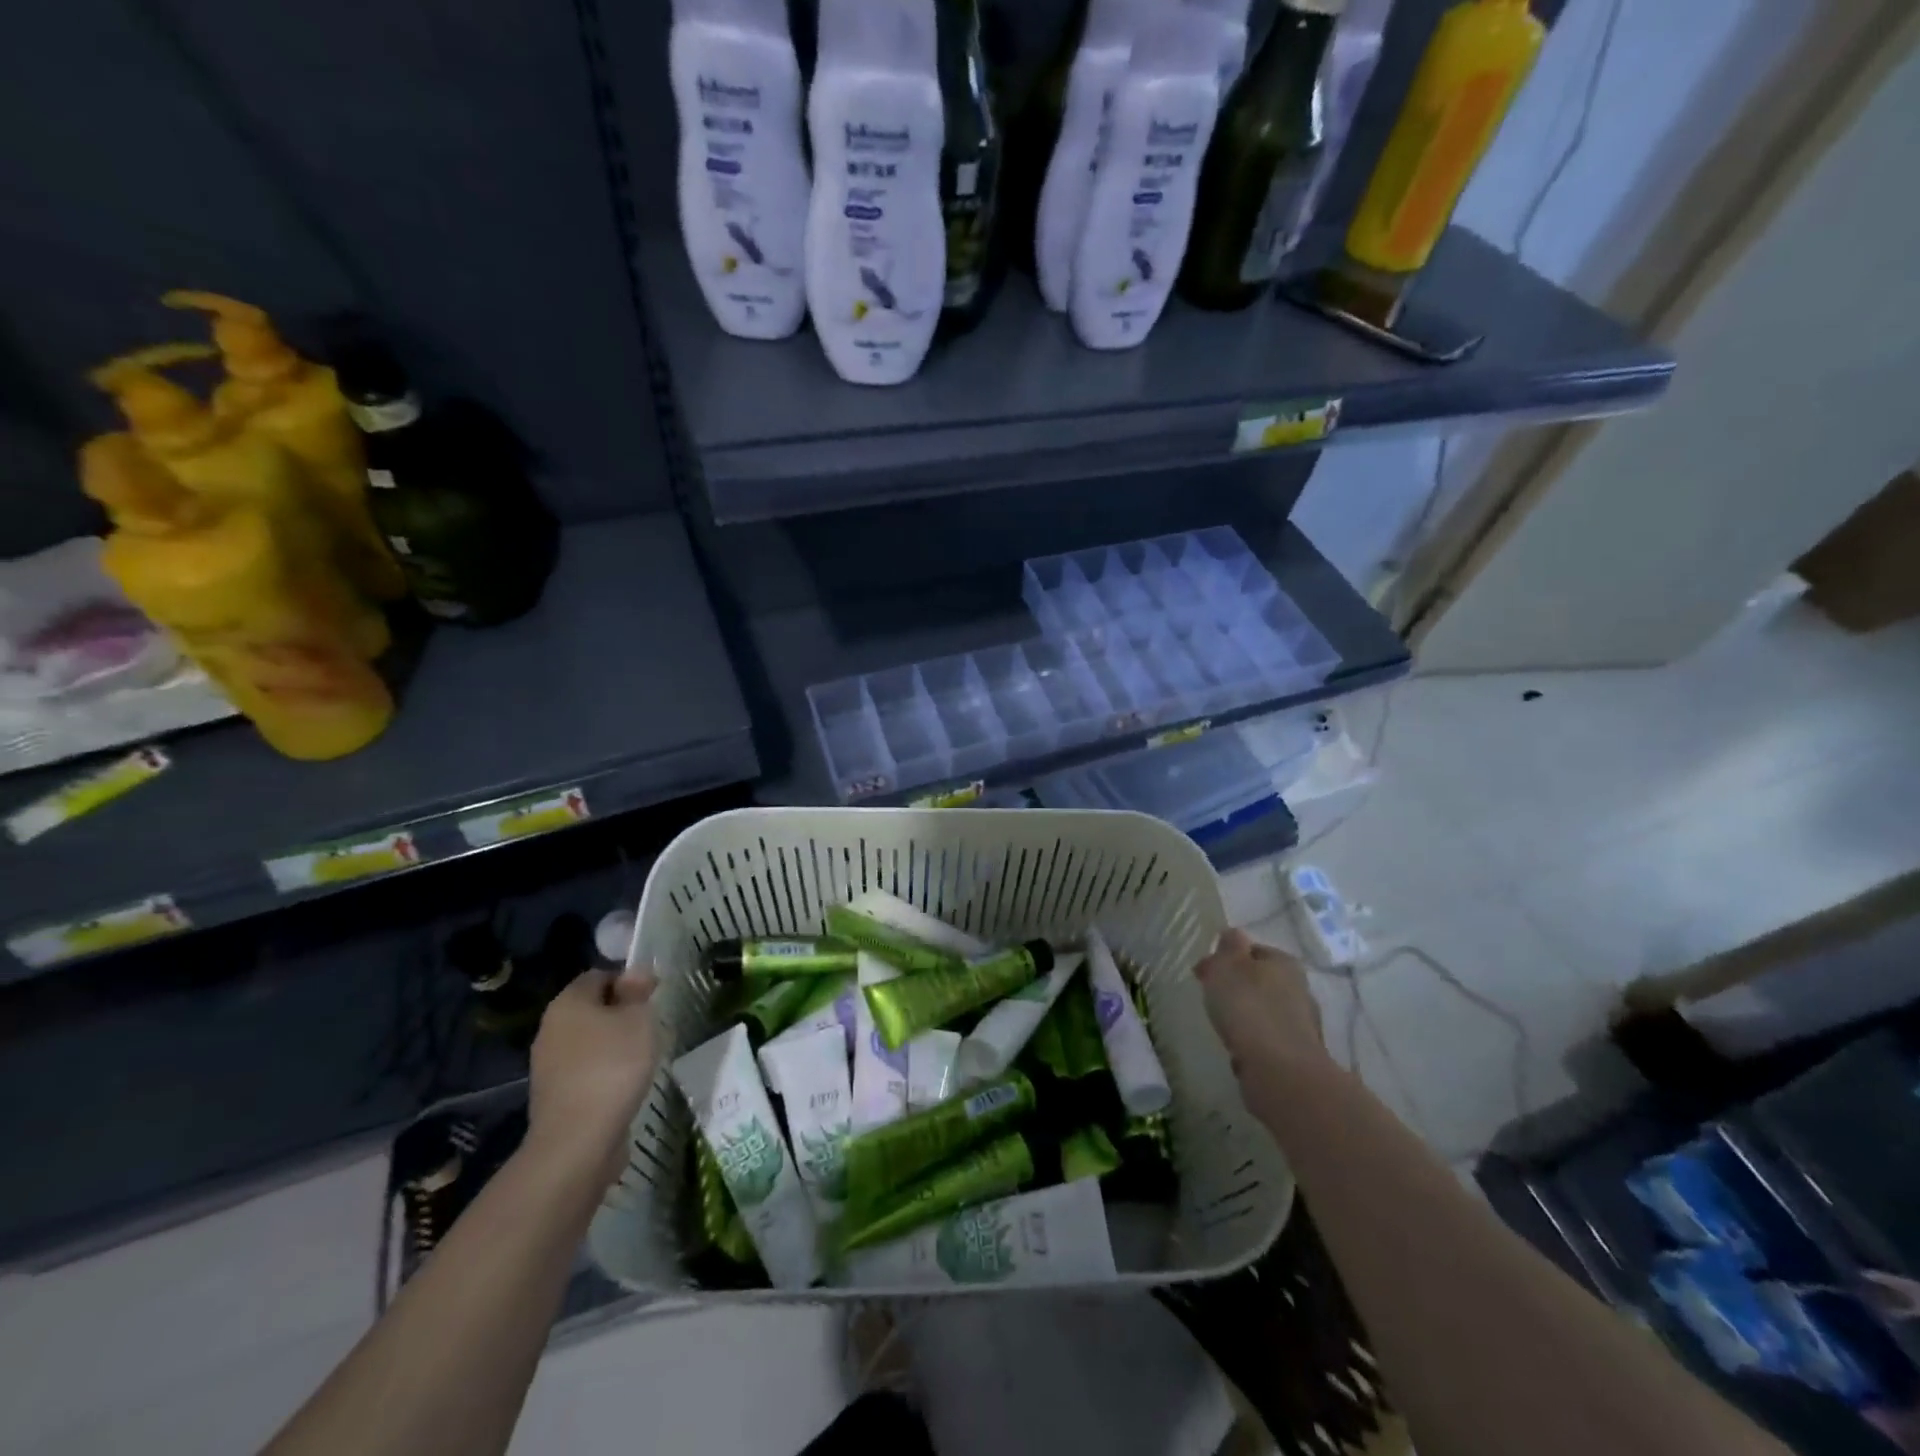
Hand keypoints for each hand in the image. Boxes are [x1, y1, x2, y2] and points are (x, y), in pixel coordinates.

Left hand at [527, 968, 659, 1186]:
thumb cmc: (612, 1066)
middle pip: (592, 1008)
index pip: (599, 975)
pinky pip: (585, 1069)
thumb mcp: (638, 1019)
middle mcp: (551, 1028)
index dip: (628, 980)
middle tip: (650, 1026)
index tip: (652, 997)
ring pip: (588, 1040)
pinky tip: (624, 1083)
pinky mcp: (555, 1094)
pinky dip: (604, 1070)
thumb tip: (635, 973)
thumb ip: (637, 992)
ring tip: (641, 1056)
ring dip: (614, 1044)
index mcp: (568, 1002)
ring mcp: (548, 1064)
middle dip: (621, 1013)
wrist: (577, 1141)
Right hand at [1195, 929, 1334, 1122]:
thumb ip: (1229, 946)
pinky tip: (1238, 1051)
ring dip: (1247, 1017)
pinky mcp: (1297, 1056)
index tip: (1204, 972)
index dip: (1227, 957)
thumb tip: (1233, 934)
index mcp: (1284, 963)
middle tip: (1211, 998)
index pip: (1254, 950)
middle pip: (1262, 981)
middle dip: (1238, 987)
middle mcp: (1299, 990)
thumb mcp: (1228, 965)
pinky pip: (1268, 1041)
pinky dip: (1253, 1043)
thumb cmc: (1248, 1007)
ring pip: (1265, 1012)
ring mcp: (1302, 1025)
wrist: (1280, 1071)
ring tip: (1222, 1026)